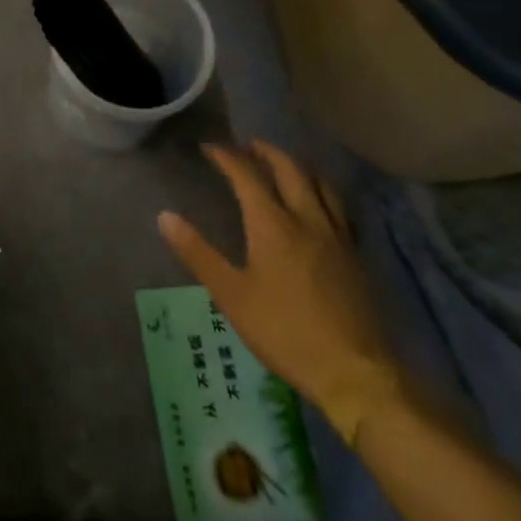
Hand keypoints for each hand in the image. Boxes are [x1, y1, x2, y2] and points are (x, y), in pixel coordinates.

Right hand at [159, 141, 403, 443]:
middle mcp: (307, 219)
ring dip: (297, 167)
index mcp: (273, 224)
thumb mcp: (231, 295)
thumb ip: (198, 253)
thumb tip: (164, 216)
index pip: (247, 175)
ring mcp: (336, 237)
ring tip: (283, 166)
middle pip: (289, 169)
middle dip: (265, 152)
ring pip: (320, 184)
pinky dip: (321, 193)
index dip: (227, 157)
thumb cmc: (285, 332)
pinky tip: (318, 207)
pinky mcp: (356, 257)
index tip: (209, 148)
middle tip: (247, 146)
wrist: (356, 374)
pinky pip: (338, 208)